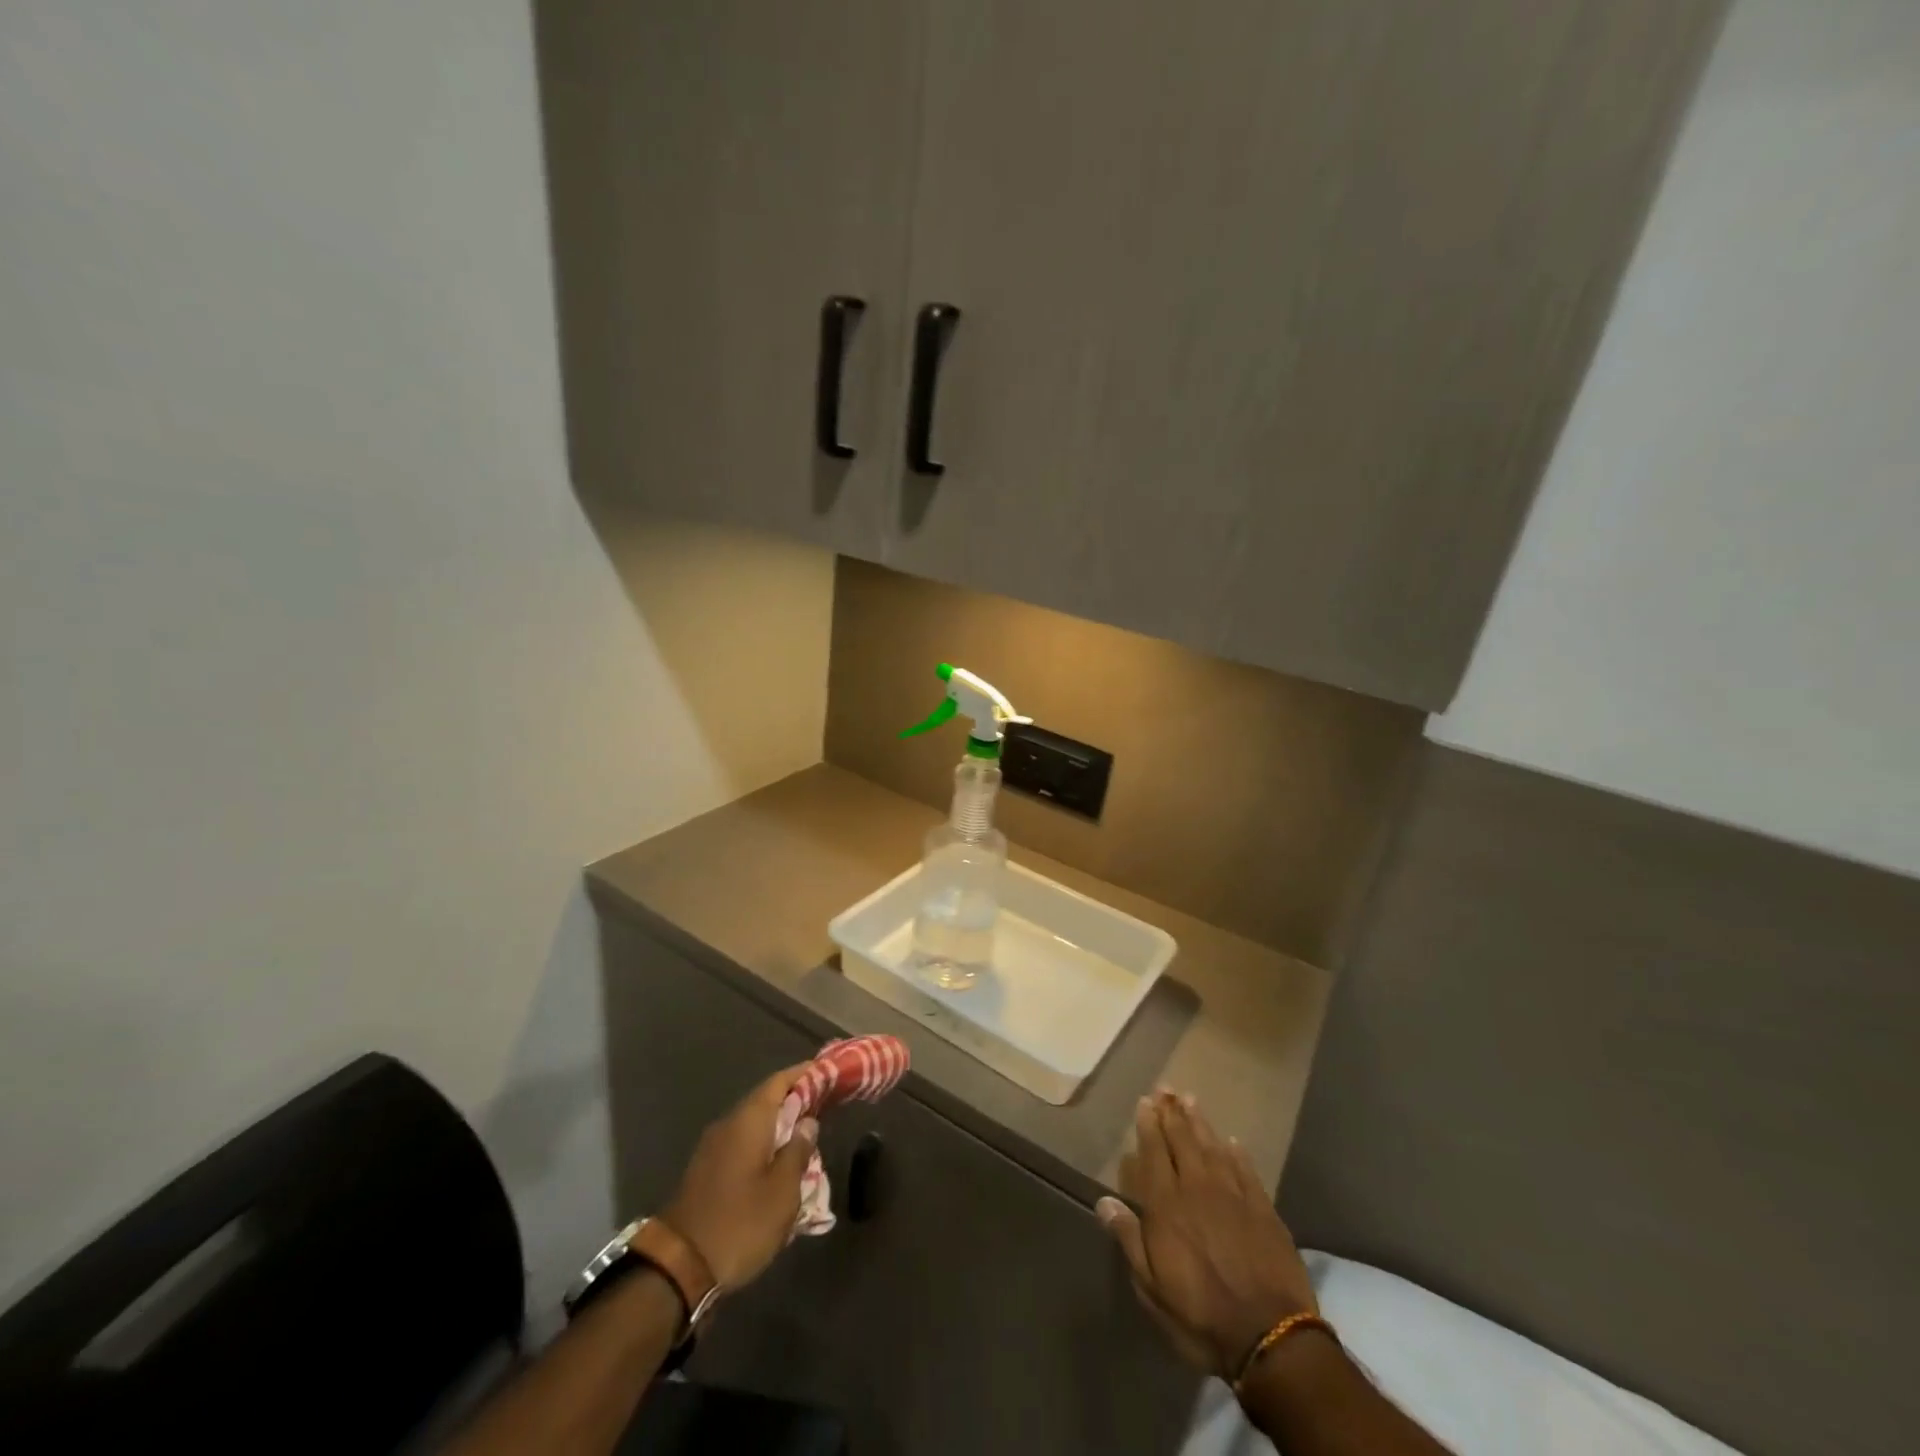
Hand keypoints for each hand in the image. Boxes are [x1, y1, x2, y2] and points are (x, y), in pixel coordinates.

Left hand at [662, 1064, 815, 1288]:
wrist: (678, 1267)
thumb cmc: (740, 1223)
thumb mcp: (782, 1191)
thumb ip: (798, 1151)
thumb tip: (808, 1123)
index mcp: (749, 1120)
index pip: (780, 1081)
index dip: (805, 1073)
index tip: (829, 1072)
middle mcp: (729, 1124)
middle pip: (766, 1100)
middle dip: (795, 1100)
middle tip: (825, 1105)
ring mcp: (713, 1147)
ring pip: (754, 1124)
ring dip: (780, 1125)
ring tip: (807, 1136)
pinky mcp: (706, 1170)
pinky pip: (742, 1144)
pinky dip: (764, 1145)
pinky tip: (779, 1164)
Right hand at [1098, 1090, 1318, 1378]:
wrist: (1270, 1336)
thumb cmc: (1200, 1315)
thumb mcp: (1152, 1287)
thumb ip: (1129, 1239)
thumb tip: (1104, 1201)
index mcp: (1167, 1205)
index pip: (1154, 1152)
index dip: (1148, 1125)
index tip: (1145, 1101)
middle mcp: (1198, 1188)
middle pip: (1182, 1140)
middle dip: (1171, 1112)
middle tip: (1165, 1088)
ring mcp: (1233, 1195)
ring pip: (1212, 1147)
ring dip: (1199, 1122)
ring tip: (1189, 1099)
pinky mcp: (1263, 1209)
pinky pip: (1246, 1169)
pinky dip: (1236, 1153)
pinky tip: (1231, 1141)